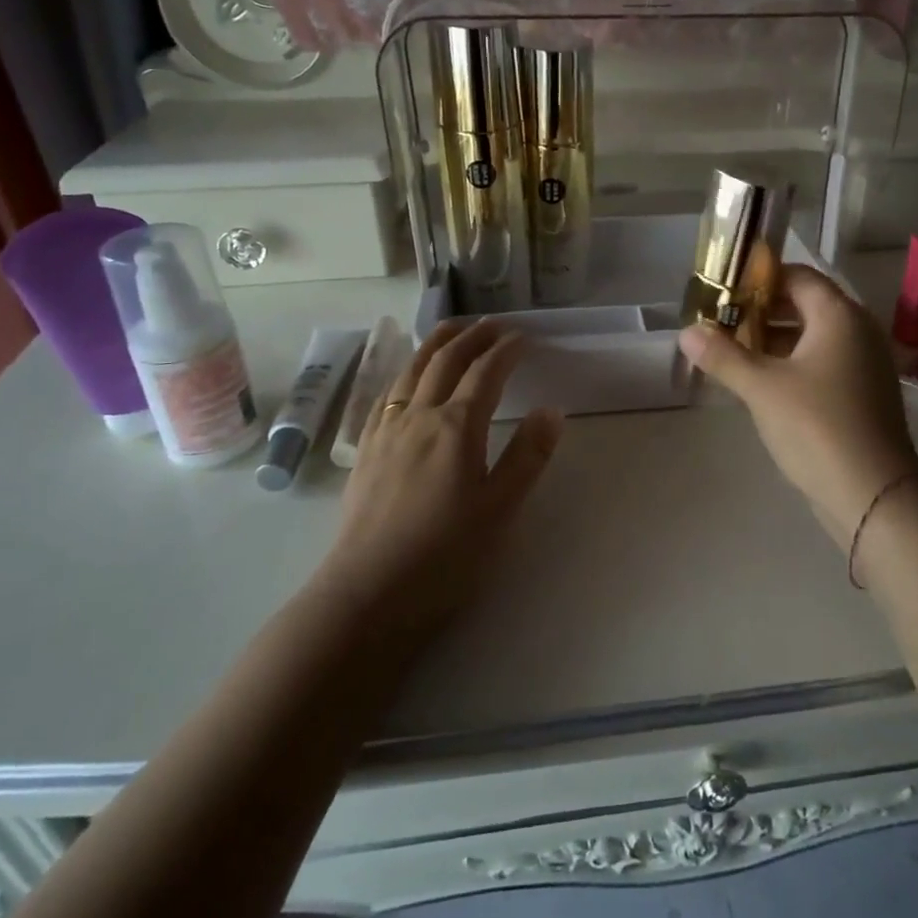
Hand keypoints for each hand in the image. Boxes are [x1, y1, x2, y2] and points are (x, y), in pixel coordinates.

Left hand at [328, 318, 561, 646]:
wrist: (368, 592)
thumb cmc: (445, 554)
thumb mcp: (500, 509)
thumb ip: (528, 456)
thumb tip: (551, 410)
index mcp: (456, 427)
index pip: (485, 373)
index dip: (506, 350)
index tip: (524, 337)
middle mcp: (418, 417)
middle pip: (446, 361)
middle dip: (472, 336)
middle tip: (493, 324)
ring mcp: (386, 431)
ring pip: (411, 370)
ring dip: (435, 344)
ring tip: (452, 330)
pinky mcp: (365, 451)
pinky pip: (386, 394)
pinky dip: (405, 371)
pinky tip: (407, 377)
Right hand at [679, 265, 917, 550]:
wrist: (873, 494)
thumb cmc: (817, 426)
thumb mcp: (762, 388)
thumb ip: (723, 356)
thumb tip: (687, 332)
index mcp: (839, 315)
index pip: (797, 276)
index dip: (758, 279)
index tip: (722, 290)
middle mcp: (858, 330)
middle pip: (804, 305)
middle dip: (761, 311)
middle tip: (720, 322)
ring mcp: (864, 363)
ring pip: (812, 337)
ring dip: (773, 340)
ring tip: (731, 351)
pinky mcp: (862, 393)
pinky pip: (822, 362)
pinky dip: (791, 363)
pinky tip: (760, 382)